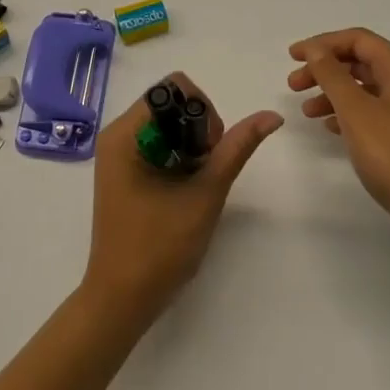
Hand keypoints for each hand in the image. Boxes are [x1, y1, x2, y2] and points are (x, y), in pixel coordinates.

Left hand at [80, 72, 281, 324]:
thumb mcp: (205, 194)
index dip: (201, 111)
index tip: (209, 151)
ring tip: (196, 184)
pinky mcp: (126, 171)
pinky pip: (160, 144)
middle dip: (199, 129)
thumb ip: (236, 149)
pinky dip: (180, 158)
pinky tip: (185, 189)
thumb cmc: (159, 248)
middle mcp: (118, 134)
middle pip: (171, 103)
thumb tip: (272, 116)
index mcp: (125, 132)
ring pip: (169, 125)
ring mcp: (120, 153)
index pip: (173, 88)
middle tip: (206, 171)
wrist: (122, 301)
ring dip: (192, 146)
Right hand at [288, 28, 389, 243]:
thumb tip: (316, 49)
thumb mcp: (356, 112)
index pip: (358, 39)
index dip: (322, 43)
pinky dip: (351, 112)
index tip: (293, 56)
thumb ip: (332, 75)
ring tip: (307, 112)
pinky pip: (377, 109)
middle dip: (325, 69)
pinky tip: (332, 128)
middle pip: (362, 61)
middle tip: (293, 85)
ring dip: (335, 92)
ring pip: (368, 87)